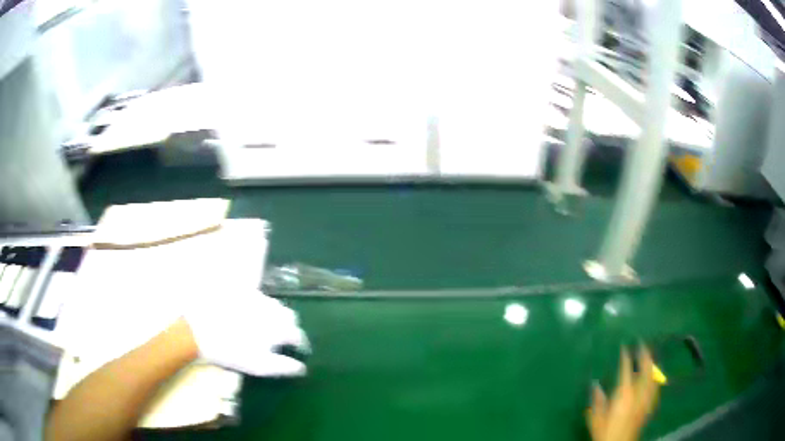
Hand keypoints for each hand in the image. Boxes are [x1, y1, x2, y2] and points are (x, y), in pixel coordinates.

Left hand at [183, 288, 309, 376]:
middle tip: (280, 338)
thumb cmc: (231, 351)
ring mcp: (255, 296)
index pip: (297, 334)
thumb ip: (283, 366)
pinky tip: (248, 314)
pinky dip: (258, 306)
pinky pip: (257, 297)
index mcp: (278, 327)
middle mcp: (270, 308)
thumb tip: (302, 367)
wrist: (199, 330)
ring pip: (273, 304)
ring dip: (274, 315)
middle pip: (288, 315)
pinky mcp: (240, 290)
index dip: (299, 343)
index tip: (297, 350)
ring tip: (264, 326)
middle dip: (288, 326)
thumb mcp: (258, 365)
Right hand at [587, 346, 659, 440]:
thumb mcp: (596, 418)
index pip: (626, 370)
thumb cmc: (606, 432)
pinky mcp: (650, 404)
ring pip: (653, 375)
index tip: (624, 346)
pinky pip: (655, 385)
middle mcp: (638, 393)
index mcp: (624, 394)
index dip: (626, 357)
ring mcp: (646, 398)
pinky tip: (654, 375)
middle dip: (645, 355)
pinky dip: (655, 376)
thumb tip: (595, 383)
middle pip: (645, 369)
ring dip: (652, 363)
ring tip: (649, 355)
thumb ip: (597, 400)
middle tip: (642, 343)